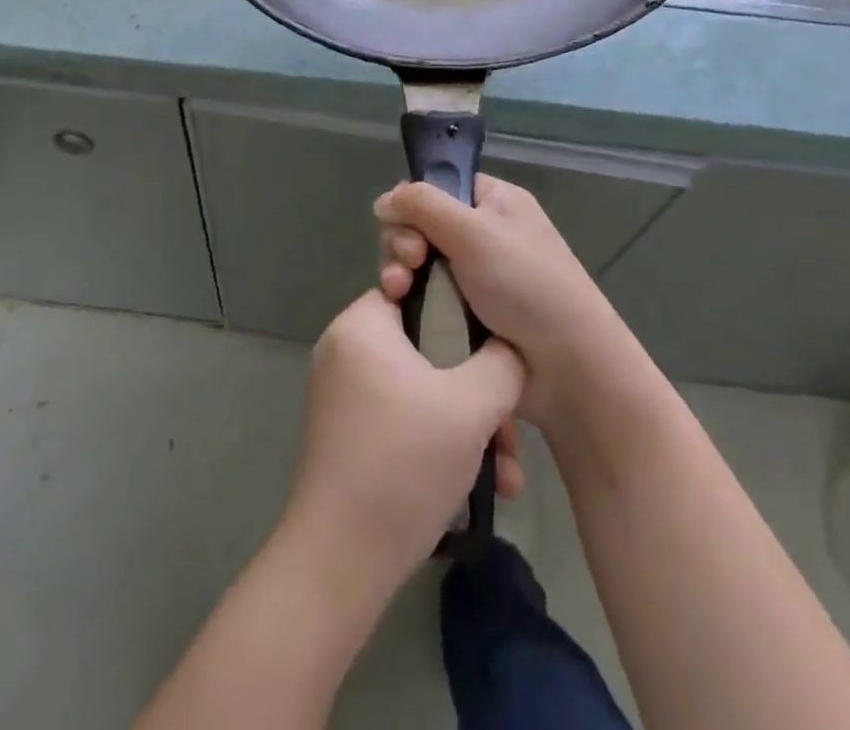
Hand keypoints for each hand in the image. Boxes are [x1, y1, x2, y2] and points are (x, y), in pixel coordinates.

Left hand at [283, 290, 524, 592]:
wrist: (341, 560)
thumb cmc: (405, 463)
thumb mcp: (471, 406)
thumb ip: (501, 363)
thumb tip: (508, 348)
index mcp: (361, 324)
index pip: (418, 290)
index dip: (463, 312)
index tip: (495, 346)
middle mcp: (345, 348)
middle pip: (427, 348)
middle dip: (478, 391)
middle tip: (508, 432)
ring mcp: (344, 393)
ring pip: (422, 390)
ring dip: (467, 426)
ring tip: (504, 475)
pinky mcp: (348, 432)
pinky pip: (403, 418)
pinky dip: (439, 442)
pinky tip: (479, 487)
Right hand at [375, 174, 639, 428]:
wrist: (568, 368)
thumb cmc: (526, 285)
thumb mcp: (474, 231)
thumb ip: (423, 205)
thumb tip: (383, 201)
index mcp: (494, 202)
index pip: (438, 186)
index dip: (413, 203)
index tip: (404, 224)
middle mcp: (483, 233)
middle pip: (421, 224)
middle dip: (404, 241)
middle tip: (409, 263)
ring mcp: (474, 276)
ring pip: (418, 262)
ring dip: (400, 271)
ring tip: (398, 291)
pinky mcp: (465, 314)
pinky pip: (425, 296)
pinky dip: (411, 299)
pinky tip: (401, 308)